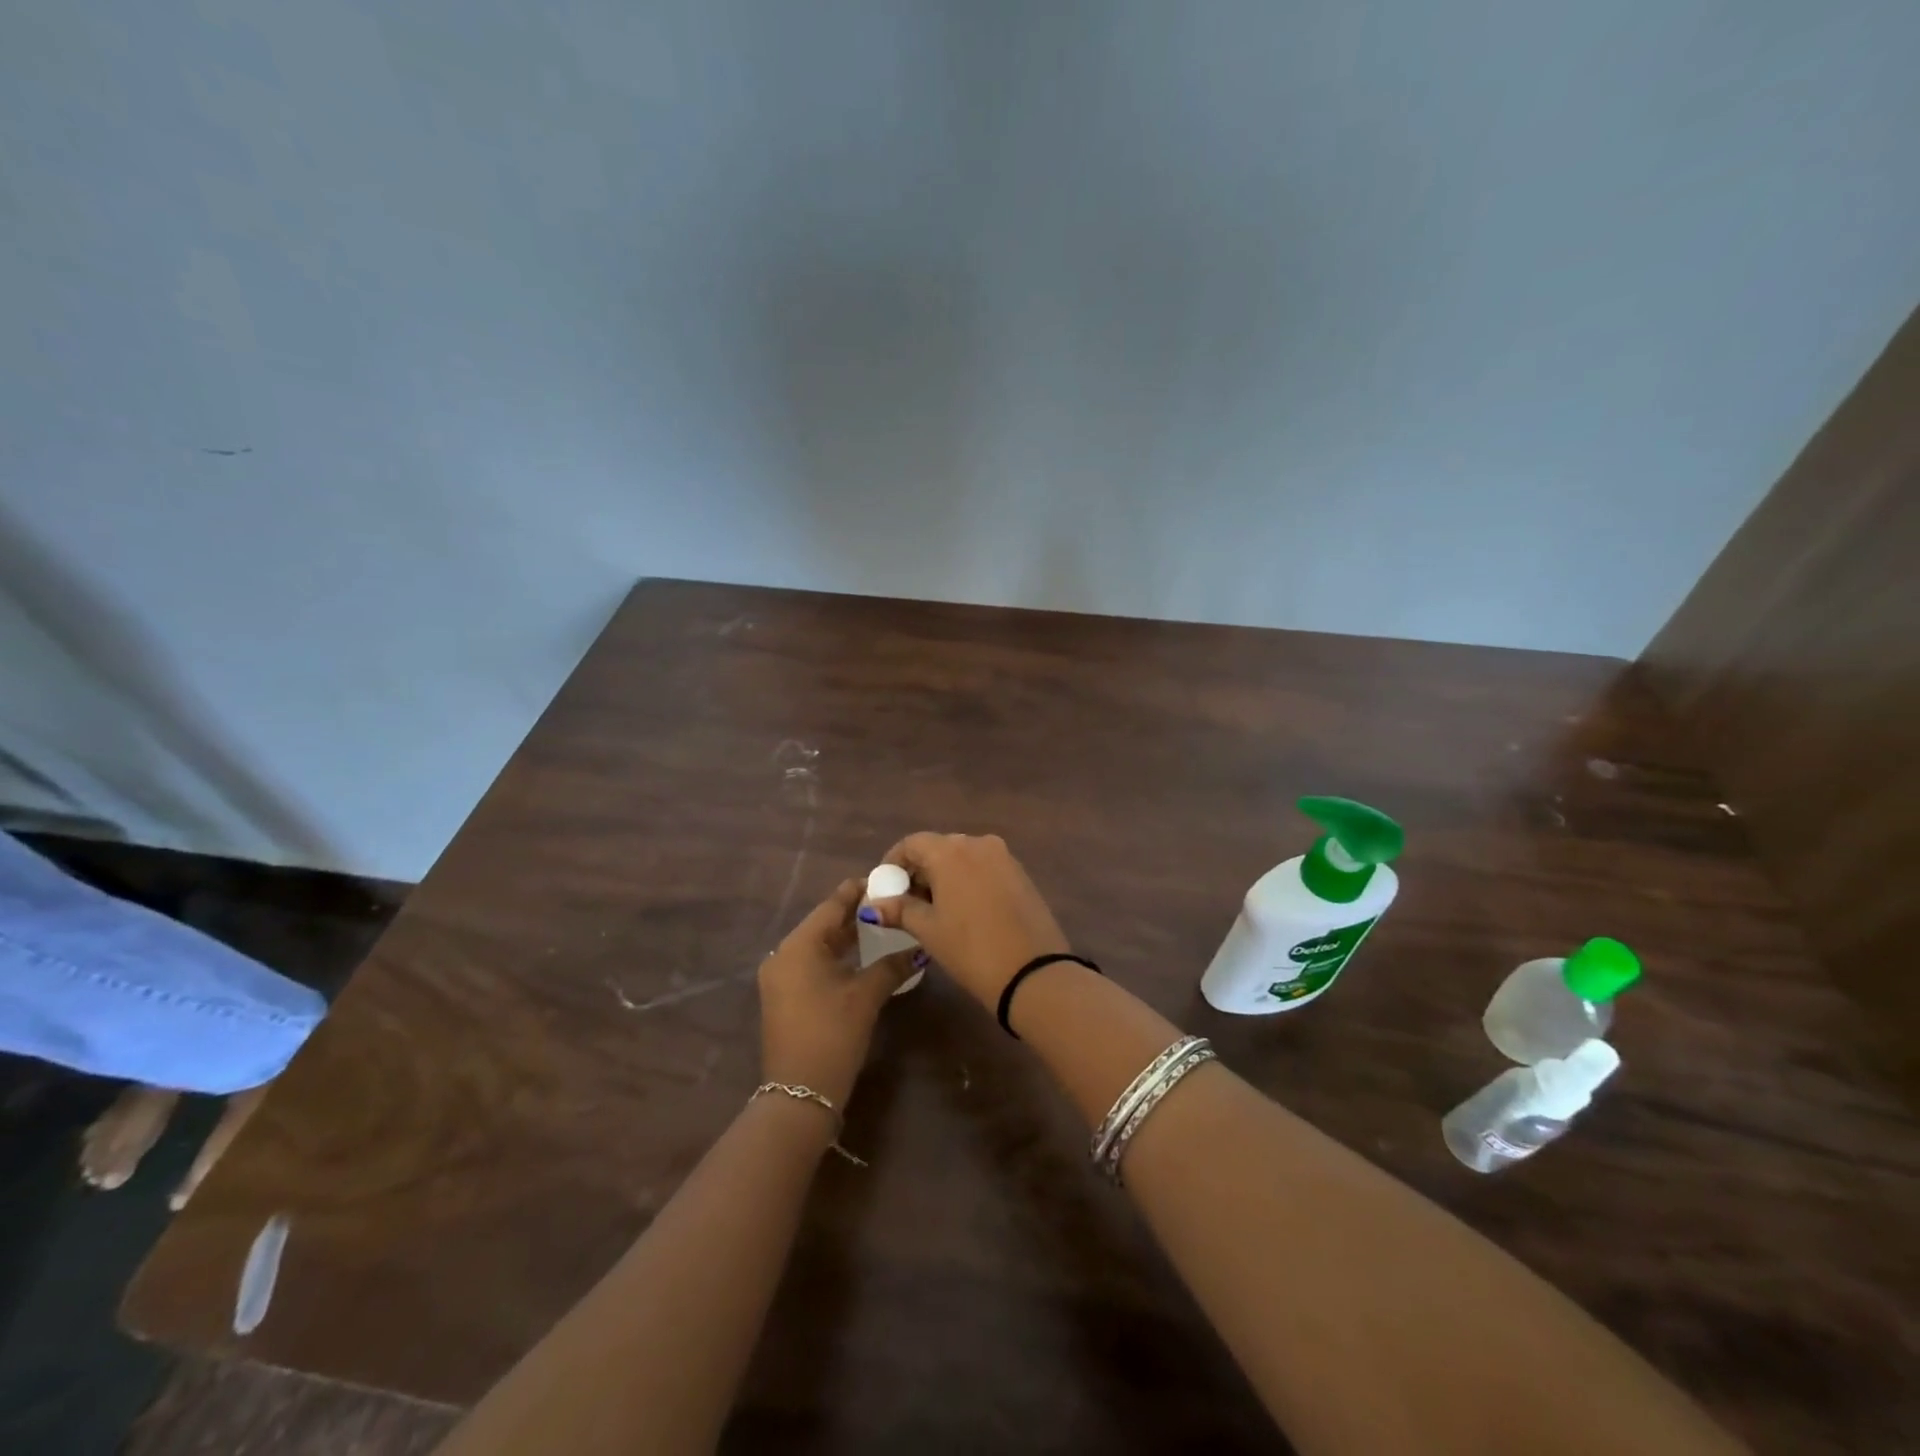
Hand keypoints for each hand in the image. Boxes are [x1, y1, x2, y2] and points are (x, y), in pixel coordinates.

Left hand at [758, 878, 914, 1108]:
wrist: (799, 1096)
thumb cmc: (832, 1035)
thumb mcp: (866, 996)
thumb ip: (892, 965)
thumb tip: (919, 948)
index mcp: (798, 946)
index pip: (831, 905)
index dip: (858, 891)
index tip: (885, 880)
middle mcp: (783, 955)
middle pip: (823, 924)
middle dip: (855, 914)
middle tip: (889, 905)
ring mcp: (781, 978)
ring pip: (818, 945)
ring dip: (847, 937)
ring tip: (881, 927)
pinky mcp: (785, 997)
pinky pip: (812, 964)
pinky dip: (836, 957)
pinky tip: (862, 958)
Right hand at [864, 833, 1069, 1010]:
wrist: (1034, 972)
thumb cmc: (971, 948)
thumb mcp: (929, 931)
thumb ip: (900, 911)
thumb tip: (872, 905)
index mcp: (951, 851)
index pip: (912, 843)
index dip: (894, 862)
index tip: (885, 887)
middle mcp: (978, 843)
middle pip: (939, 848)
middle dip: (920, 870)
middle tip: (907, 903)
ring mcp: (1004, 857)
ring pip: (963, 858)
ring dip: (944, 876)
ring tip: (934, 910)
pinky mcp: (1021, 873)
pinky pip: (984, 868)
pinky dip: (968, 880)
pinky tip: (964, 910)